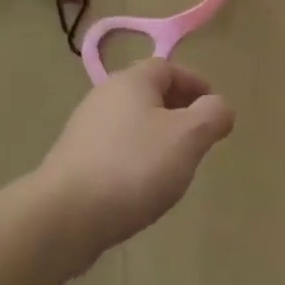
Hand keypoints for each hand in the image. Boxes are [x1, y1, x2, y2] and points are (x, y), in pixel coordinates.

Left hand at [37, 59, 235, 258]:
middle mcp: (104, 96)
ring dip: (156, 137)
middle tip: (198, 138)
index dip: (195, 84)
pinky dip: (135, 159)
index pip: (169, 67)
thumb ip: (212, 115)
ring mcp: (84, 130)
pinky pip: (115, 150)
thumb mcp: (188, 137)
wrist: (64, 216)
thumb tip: (220, 106)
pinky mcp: (74, 161)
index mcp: (131, 81)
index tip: (214, 109)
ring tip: (174, 166)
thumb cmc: (134, 167)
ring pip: (132, 123)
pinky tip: (142, 187)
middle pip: (148, 94)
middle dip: (177, 111)